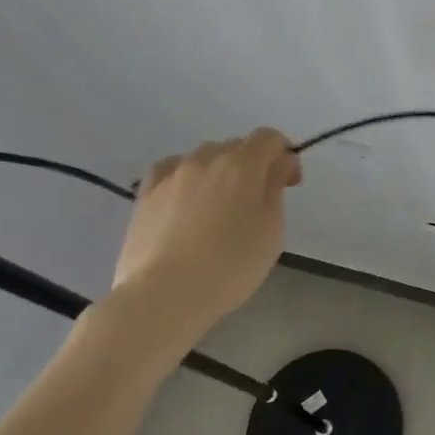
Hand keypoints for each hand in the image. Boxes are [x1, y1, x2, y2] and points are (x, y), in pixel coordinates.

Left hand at [99, 129, 301, 356]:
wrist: (163, 296)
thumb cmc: (229, 265)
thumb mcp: (271, 230)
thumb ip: (276, 189)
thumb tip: (279, 164)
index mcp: (242, 164)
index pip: (269, 138)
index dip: (284, 154)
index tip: (289, 184)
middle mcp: (206, 159)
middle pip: (236, 146)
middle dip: (253, 165)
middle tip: (257, 202)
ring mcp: (172, 175)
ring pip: (203, 158)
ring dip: (219, 172)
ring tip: (218, 207)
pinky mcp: (145, 195)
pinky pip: (171, 171)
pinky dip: (184, 177)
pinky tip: (185, 199)